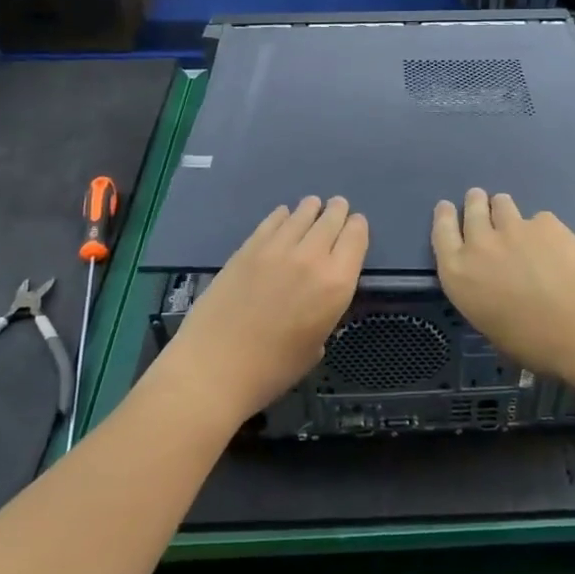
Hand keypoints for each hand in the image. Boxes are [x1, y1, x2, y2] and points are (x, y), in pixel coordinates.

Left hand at [156, 196, 367, 426]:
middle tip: (338, 206)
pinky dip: (282, 216)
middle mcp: (312, 257)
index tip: (356, 224)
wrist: (216, 366)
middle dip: (337, 211)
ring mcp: (277, 249)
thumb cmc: (273, 368)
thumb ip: (324, 312)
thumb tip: (317, 299)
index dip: (358, 228)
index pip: (356, 239)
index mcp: (336, 284)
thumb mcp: (316, 345)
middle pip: (331, 220)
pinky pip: (272, 222)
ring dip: (311, 208)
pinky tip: (283, 215)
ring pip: (301, 215)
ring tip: (313, 204)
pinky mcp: (248, 248)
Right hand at [431, 188, 574, 378]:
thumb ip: (484, 297)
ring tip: (515, 220)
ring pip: (502, 204)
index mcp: (459, 275)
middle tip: (480, 201)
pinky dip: (541, 229)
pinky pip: (538, 219)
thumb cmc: (535, 344)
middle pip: (472, 209)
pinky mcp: (546, 223)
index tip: (447, 207)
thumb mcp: (492, 327)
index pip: (441, 233)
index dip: (444, 217)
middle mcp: (480, 244)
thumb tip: (495, 289)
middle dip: (475, 203)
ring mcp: (514, 229)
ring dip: (503, 208)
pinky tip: (556, 246)